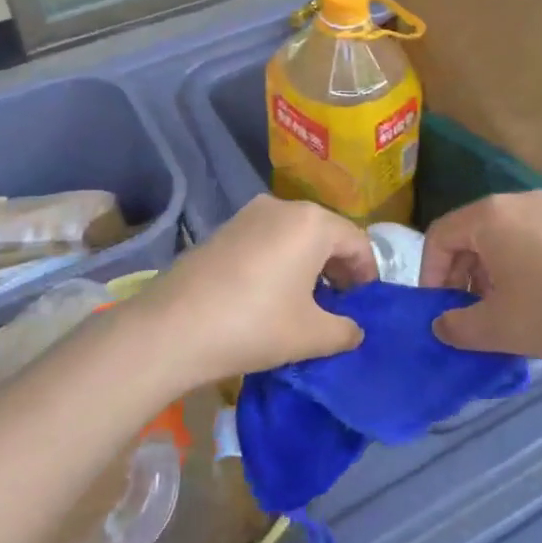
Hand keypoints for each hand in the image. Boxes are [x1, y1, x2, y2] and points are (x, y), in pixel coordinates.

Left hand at [138, 196, 376, 385]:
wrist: (173, 327)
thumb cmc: (255, 325)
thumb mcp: (311, 335)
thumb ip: (345, 330)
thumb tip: (355, 330)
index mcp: (312, 223)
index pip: (357, 242)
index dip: (368, 275)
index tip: (366, 305)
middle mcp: (283, 207)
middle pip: (326, 233)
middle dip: (339, 267)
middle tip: (341, 305)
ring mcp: (249, 215)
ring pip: (295, 235)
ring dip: (309, 264)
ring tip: (307, 301)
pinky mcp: (224, 229)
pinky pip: (267, 239)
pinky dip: (281, 260)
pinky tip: (272, 293)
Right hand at [420, 191, 541, 362]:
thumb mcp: (498, 328)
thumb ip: (457, 327)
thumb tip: (441, 324)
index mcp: (490, 216)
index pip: (439, 236)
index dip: (430, 274)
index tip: (438, 310)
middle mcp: (517, 201)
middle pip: (470, 233)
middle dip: (460, 274)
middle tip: (468, 312)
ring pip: (501, 236)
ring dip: (488, 272)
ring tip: (502, 310)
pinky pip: (530, 238)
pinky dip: (517, 264)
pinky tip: (536, 298)